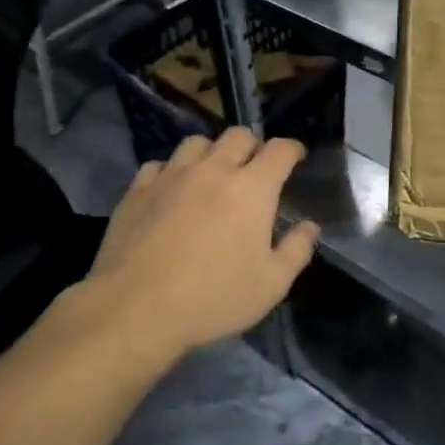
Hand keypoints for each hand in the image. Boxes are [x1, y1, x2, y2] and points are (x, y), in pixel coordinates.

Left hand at [78, 129, 319, 362]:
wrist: (135, 309)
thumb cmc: (213, 298)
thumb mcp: (271, 285)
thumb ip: (296, 250)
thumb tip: (310, 226)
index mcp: (252, 188)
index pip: (279, 150)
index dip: (292, 149)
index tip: (296, 157)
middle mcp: (214, 170)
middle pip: (238, 135)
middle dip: (252, 145)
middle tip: (254, 167)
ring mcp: (172, 176)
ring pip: (197, 142)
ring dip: (211, 152)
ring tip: (211, 174)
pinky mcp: (138, 190)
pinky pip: (159, 165)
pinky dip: (171, 171)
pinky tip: (170, 191)